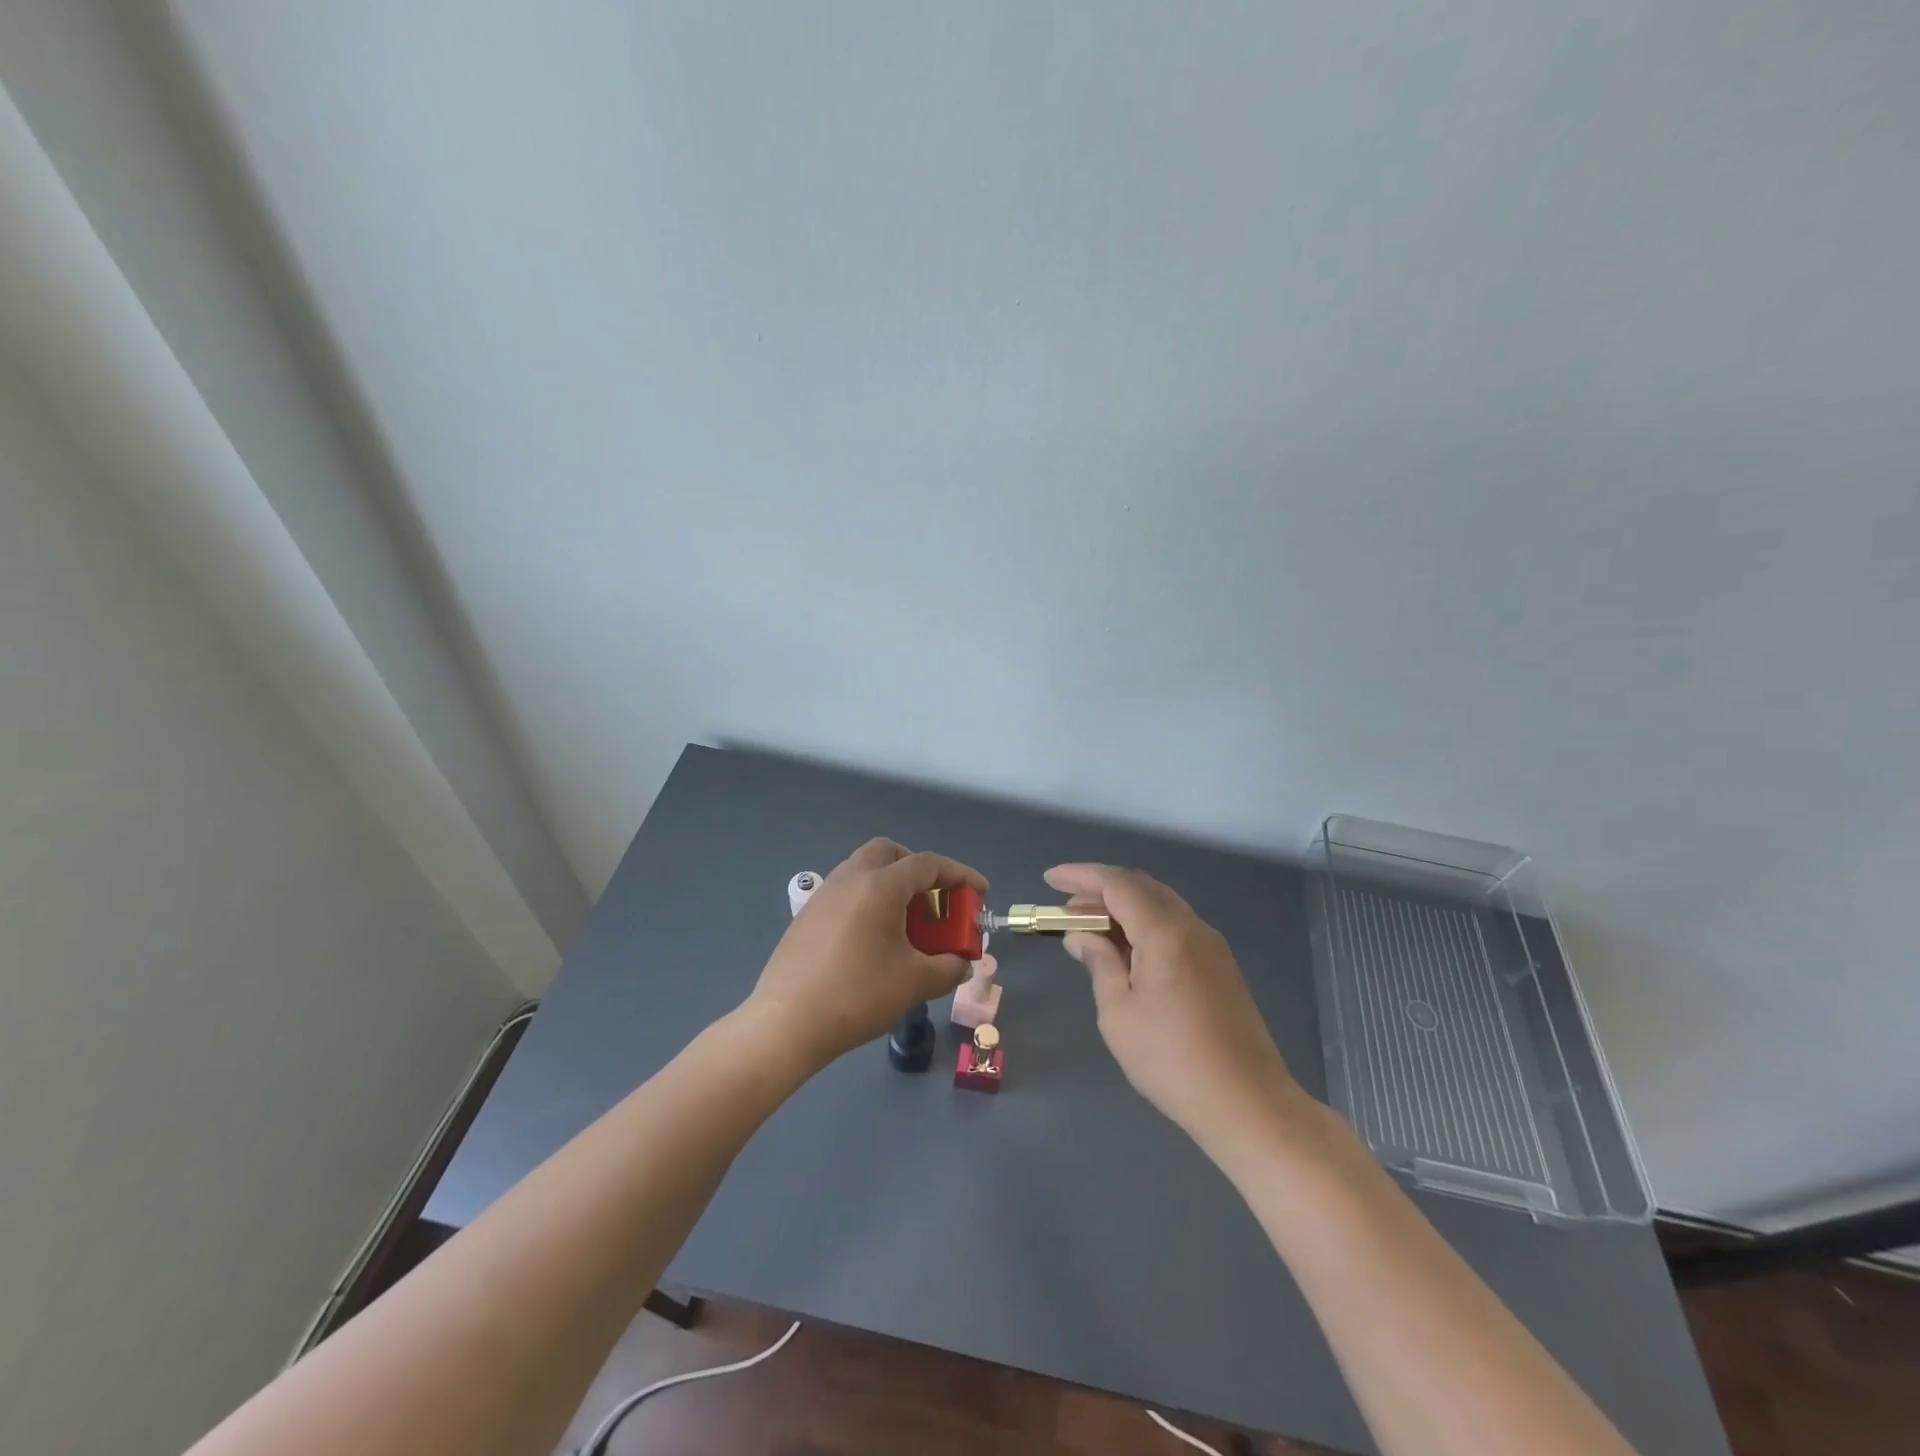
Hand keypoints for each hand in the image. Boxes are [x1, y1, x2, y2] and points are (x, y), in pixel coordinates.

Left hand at [748, 838, 986, 1068]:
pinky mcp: (806, 916)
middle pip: (889, 852)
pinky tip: (872, 939)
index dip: (959, 874)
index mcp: (880, 885)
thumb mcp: (914, 983)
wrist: (787, 1023)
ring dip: (890, 884)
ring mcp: (823, 895)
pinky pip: (845, 893)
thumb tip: (961, 964)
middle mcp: (850, 878)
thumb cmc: (857, 995)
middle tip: (934, 899)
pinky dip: (867, 901)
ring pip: (863, 870)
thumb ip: (947, 968)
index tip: (980, 891)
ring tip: (905, 923)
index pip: (928, 864)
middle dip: (917, 868)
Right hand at [1045, 863, 1304, 1156]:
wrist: (1248, 1103)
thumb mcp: (1119, 1013)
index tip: (1050, 879)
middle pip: (1141, 887)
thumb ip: (1099, 963)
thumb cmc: (1172, 1060)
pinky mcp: (1221, 966)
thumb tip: (1082, 936)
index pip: (1117, 883)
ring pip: (1160, 905)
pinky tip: (1127, 951)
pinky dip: (1145, 925)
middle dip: (1100, 890)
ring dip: (1123, 907)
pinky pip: (1175, 926)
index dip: (1080, 875)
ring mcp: (1212, 945)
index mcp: (1165, 932)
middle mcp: (1192, 927)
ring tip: (1091, 929)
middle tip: (1066, 909)